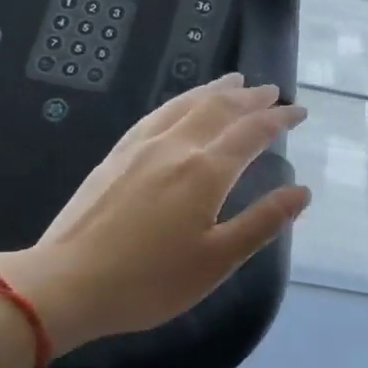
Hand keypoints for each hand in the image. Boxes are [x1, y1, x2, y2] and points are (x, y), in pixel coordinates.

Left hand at [0, 74, 310, 351]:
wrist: (66, 285)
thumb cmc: (149, 281)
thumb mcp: (217, 260)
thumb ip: (262, 222)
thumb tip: (302, 192)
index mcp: (205, 172)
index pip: (251, 133)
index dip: (278, 119)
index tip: (299, 112)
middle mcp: (175, 147)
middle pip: (219, 109)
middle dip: (250, 98)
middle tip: (271, 91)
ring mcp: (140, 148)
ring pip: (185, 105)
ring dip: (215, 91)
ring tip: (234, 82)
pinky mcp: (115, 156)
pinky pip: (156, 114)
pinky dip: (180, 102)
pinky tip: (180, 106)